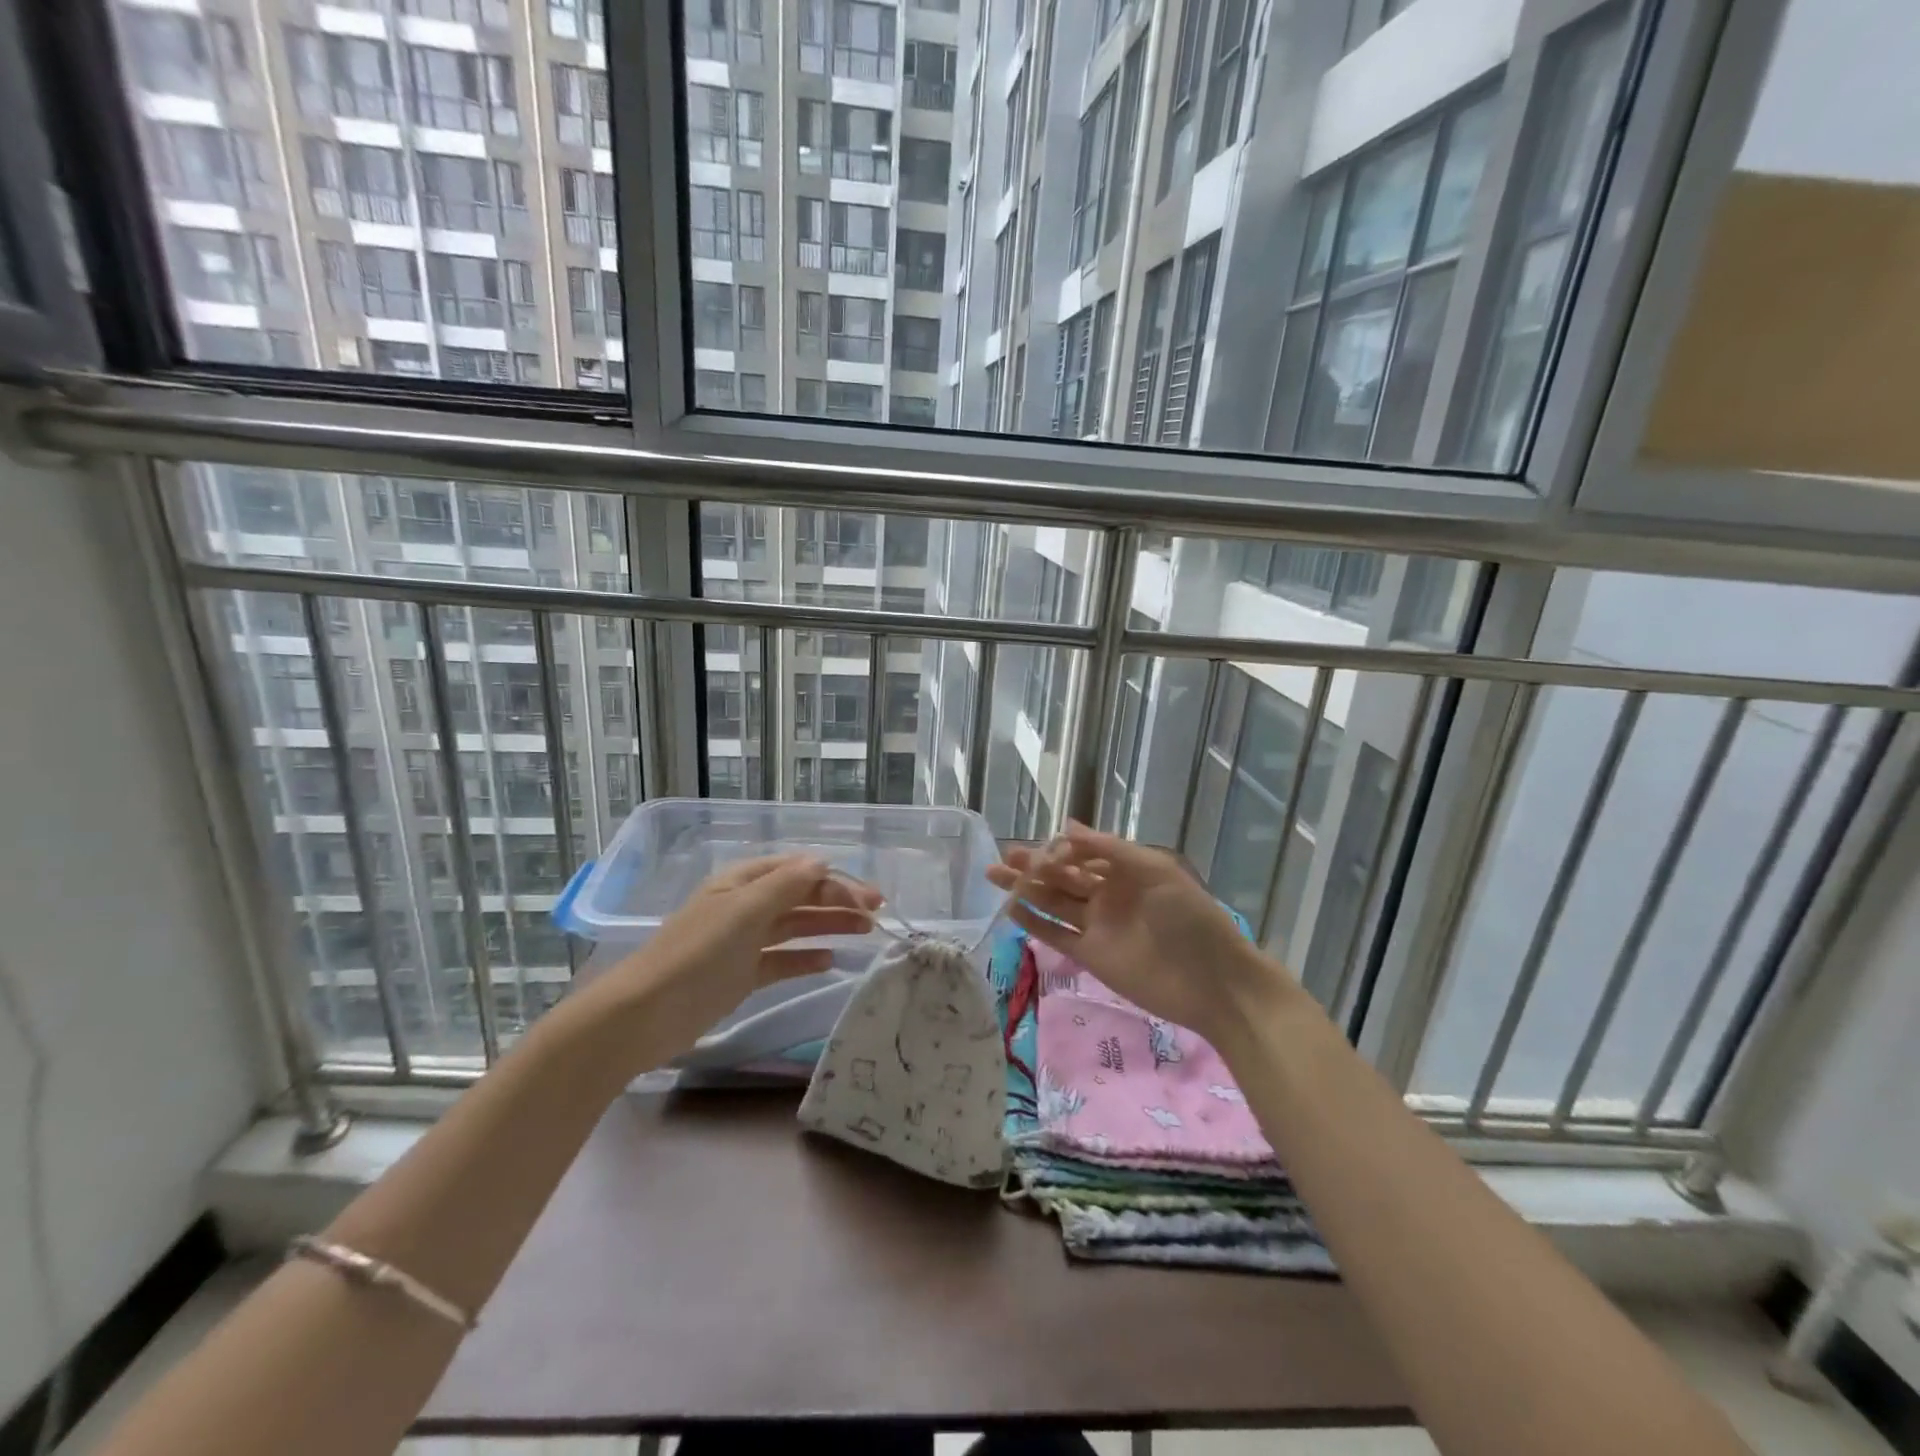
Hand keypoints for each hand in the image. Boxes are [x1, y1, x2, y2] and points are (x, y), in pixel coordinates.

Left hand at [591, 854, 880, 1060]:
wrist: (645, 1014)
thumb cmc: (698, 953)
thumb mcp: (745, 910)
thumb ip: (787, 884)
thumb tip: (822, 862)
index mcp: (743, 882)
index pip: (799, 872)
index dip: (835, 882)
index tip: (869, 900)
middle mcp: (745, 906)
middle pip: (800, 897)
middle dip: (839, 901)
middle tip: (877, 915)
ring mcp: (743, 942)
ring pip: (795, 926)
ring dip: (829, 926)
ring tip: (866, 933)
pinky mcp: (741, 975)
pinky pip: (782, 960)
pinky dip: (805, 958)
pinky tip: (830, 961)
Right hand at [986, 823, 1298, 1046]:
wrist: (1213, 982)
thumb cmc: (1190, 918)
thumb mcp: (1155, 872)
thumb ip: (1110, 850)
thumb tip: (1068, 827)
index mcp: (1125, 871)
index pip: (1082, 854)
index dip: (1057, 848)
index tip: (1035, 846)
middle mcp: (1107, 895)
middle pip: (1062, 876)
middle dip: (1033, 866)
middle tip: (1002, 857)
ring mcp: (1097, 926)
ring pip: (1053, 902)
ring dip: (1025, 889)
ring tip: (993, 876)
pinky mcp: (1090, 955)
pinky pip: (1056, 934)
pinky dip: (1034, 922)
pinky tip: (1011, 909)